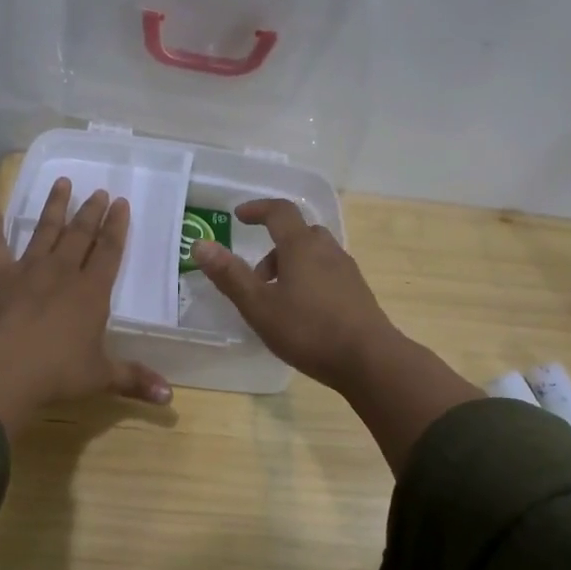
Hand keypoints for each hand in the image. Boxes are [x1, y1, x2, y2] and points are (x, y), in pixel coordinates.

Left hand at [0, 177, 172, 433]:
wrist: (1, 368)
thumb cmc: (56, 372)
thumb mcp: (100, 377)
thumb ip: (134, 380)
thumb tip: (169, 397)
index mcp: (91, 292)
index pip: (109, 251)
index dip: (116, 227)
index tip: (121, 203)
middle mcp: (62, 272)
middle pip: (79, 234)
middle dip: (90, 211)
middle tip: (98, 191)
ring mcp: (26, 269)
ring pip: (43, 230)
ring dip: (53, 206)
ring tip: (61, 182)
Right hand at [194, 198, 481, 471]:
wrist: (369, 360)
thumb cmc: (308, 329)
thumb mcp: (259, 305)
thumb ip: (230, 275)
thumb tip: (201, 245)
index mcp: (301, 246)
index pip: (279, 212)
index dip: (257, 209)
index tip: (239, 216)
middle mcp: (327, 250)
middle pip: (299, 233)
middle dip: (274, 246)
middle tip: (257, 275)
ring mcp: (347, 271)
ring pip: (315, 254)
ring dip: (292, 265)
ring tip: (277, 299)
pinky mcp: (358, 292)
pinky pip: (328, 272)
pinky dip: (310, 279)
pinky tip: (303, 313)